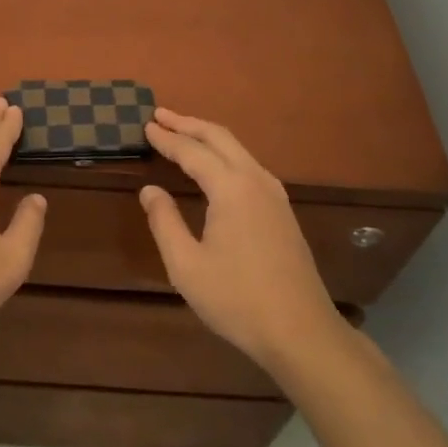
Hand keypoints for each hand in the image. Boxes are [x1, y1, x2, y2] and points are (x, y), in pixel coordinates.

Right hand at [140, 108, 345, 374]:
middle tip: (159, 114)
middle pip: (219, 137)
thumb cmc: (237, 299)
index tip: (146, 125)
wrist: (301, 332)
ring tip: (182, 132)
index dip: (167, 138)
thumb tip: (150, 190)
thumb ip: (165, 222)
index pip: (192, 151)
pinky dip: (224, 153)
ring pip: (237, 149)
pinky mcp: (282, 210)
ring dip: (207, 136)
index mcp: (231, 188)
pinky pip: (248, 164)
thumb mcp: (186, 266)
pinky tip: (215, 165)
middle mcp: (255, 180)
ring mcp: (274, 194)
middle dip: (188, 123)